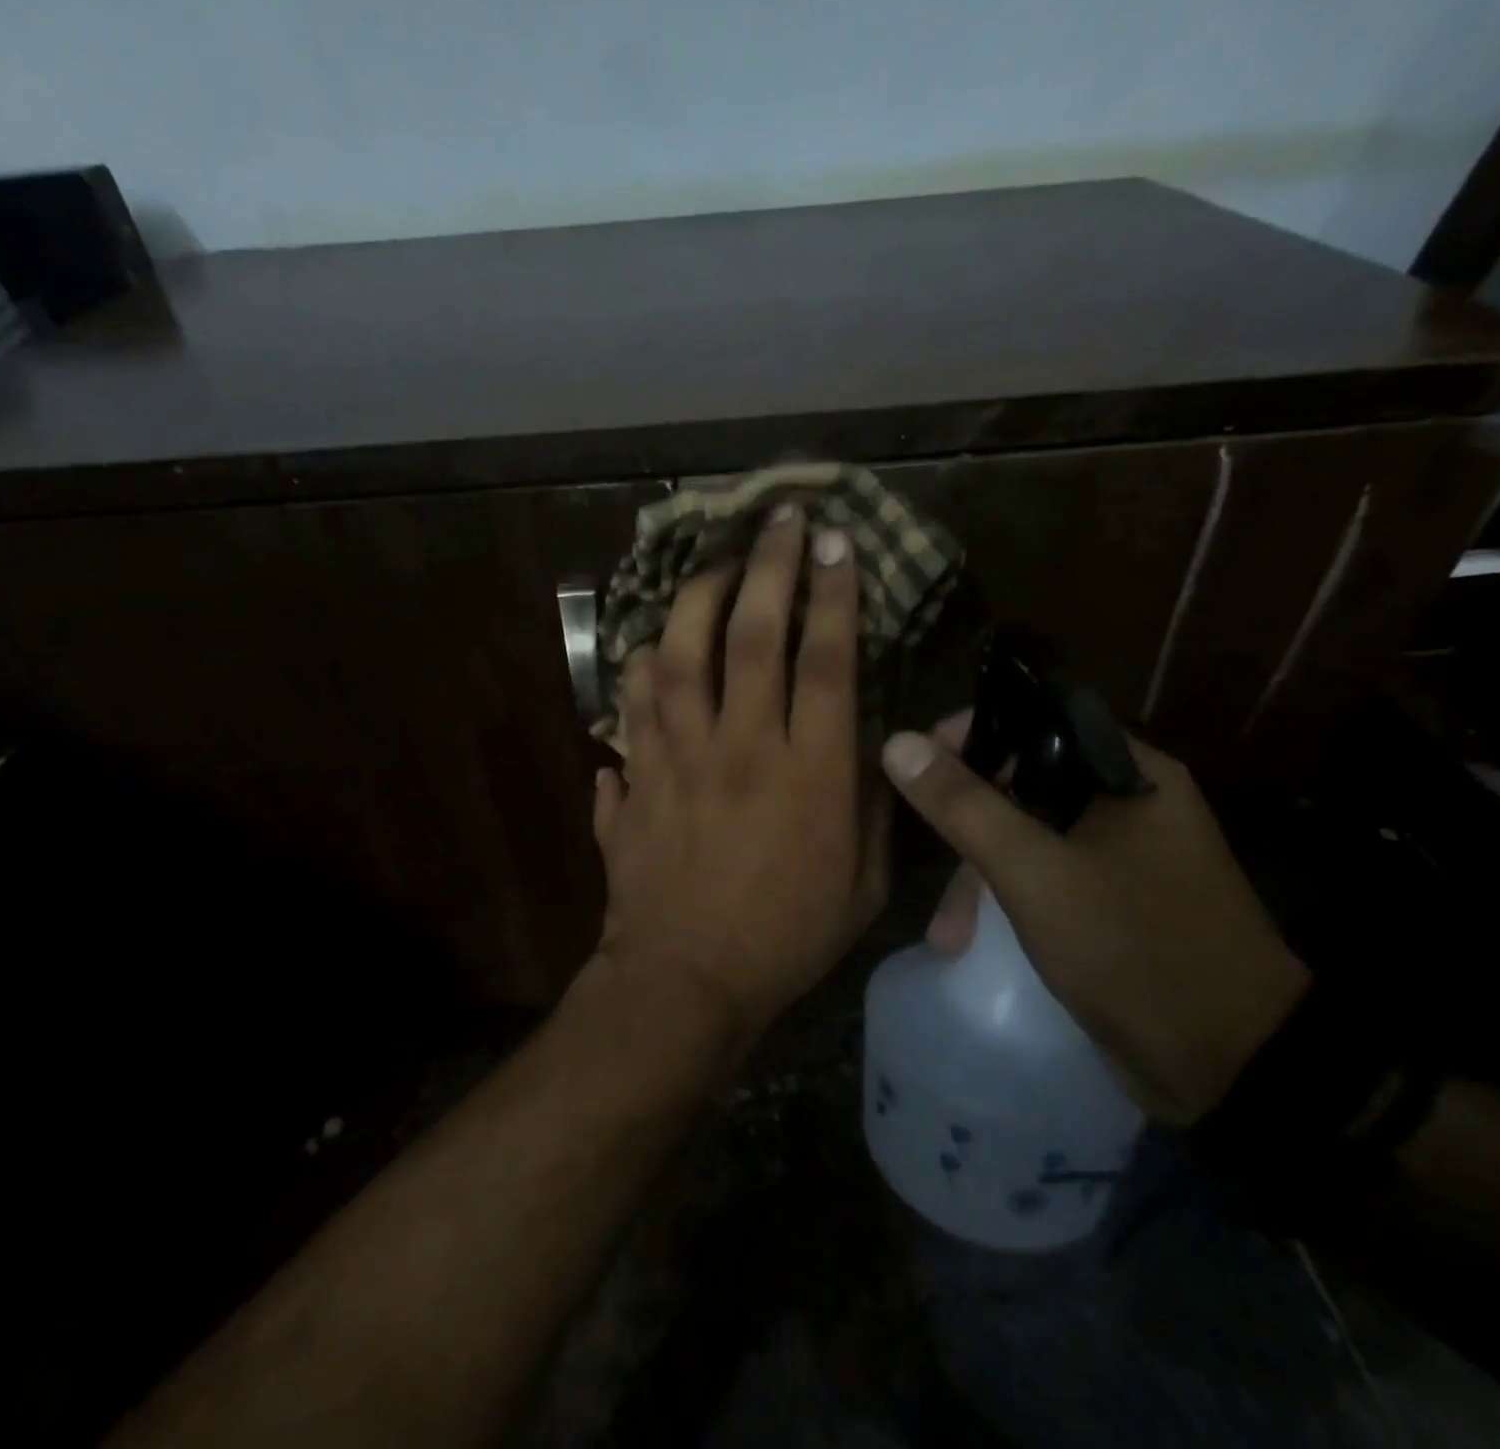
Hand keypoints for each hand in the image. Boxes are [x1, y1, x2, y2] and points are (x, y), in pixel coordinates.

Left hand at [589, 506, 888, 1050]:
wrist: (685, 979)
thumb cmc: (786, 937)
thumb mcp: (863, 882)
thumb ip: (869, 802)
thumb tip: (863, 740)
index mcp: (808, 773)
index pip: (826, 660)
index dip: (835, 593)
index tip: (837, 541)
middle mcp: (740, 749)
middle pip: (751, 635)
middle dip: (769, 566)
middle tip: (778, 519)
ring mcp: (676, 759)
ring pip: (677, 656)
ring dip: (694, 599)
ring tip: (711, 566)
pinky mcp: (635, 779)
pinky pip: (630, 708)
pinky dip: (639, 673)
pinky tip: (650, 650)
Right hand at [881, 716, 1307, 1125]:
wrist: (1232, 1068)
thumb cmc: (1132, 948)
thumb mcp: (1033, 871)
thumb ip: (962, 804)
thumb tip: (897, 742)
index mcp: (1128, 773)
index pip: (1038, 717)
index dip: (973, 732)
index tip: (919, 763)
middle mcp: (1130, 803)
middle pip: (1025, 781)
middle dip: (967, 823)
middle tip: (927, 855)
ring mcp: (1125, 856)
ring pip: (1030, 835)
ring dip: (979, 876)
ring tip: (947, 936)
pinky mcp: (1115, 902)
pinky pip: (1045, 877)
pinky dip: (1007, 899)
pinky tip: (975, 939)